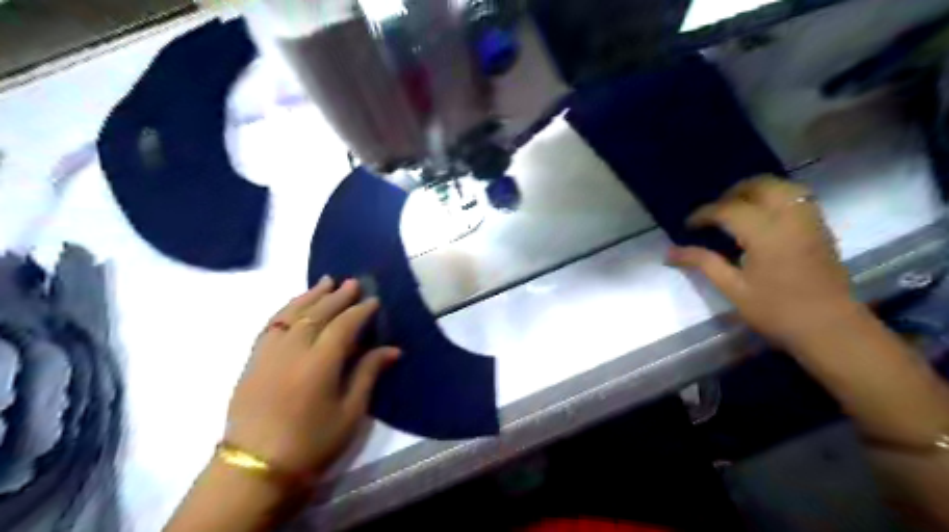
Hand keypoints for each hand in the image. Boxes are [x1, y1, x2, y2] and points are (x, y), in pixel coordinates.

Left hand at [224, 279, 398, 477]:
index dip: (360, 311)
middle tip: (353, 282)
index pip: (343, 325)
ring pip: (291, 314)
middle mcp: (292, 350)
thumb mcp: (350, 413)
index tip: (374, 299)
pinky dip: (286, 309)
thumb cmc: (311, 443)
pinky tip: (294, 305)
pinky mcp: (253, 360)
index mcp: (319, 364)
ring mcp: (268, 353)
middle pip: (317, 313)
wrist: (254, 468)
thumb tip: (391, 349)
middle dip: (337, 296)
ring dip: (310, 296)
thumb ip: (368, 374)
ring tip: (325, 282)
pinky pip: (271, 324)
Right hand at [666, 175, 860, 348]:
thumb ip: (703, 263)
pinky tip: (763, 216)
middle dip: (731, 193)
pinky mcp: (820, 227)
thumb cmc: (777, 311)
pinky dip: (775, 197)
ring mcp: (809, 220)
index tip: (688, 226)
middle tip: (713, 213)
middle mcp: (790, 217)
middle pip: (759, 186)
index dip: (704, 214)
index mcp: (765, 233)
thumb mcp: (733, 289)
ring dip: (755, 191)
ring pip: (782, 186)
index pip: (728, 209)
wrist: (831, 329)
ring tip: (737, 209)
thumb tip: (669, 253)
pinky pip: (797, 197)